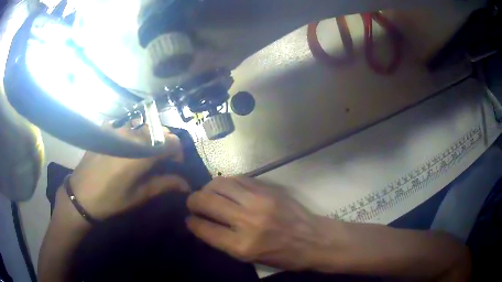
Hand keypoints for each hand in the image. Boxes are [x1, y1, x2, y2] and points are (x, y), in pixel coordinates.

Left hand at [67, 124, 189, 220]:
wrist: (81, 195)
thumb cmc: (111, 199)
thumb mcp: (139, 195)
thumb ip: (164, 184)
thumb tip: (185, 184)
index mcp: (142, 152)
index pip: (171, 141)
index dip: (178, 151)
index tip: (174, 165)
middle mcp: (131, 135)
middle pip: (158, 131)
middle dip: (163, 145)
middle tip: (159, 162)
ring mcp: (117, 129)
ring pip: (142, 128)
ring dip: (147, 140)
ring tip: (140, 157)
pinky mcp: (106, 130)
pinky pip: (125, 128)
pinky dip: (131, 137)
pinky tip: (123, 150)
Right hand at [186, 177, 329, 270]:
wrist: (314, 240)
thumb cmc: (283, 256)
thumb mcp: (250, 259)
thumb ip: (225, 242)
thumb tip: (203, 225)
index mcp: (242, 246)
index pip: (204, 228)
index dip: (191, 222)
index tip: (188, 219)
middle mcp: (247, 221)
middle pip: (207, 201)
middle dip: (192, 200)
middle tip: (192, 203)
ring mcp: (259, 201)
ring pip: (220, 184)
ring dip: (208, 188)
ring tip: (207, 193)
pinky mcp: (268, 189)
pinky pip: (239, 179)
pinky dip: (227, 182)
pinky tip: (225, 188)